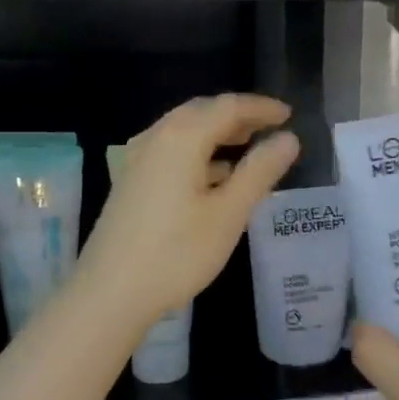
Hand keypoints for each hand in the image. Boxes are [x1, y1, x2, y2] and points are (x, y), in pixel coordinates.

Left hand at [78, 94, 300, 328]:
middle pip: (201, 113)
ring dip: (215, 134)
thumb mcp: (229, 213)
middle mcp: (155, 138)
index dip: (260, 108)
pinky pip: (169, 151)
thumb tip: (288, 139)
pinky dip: (196, 153)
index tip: (288, 115)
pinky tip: (212, 177)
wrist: (110, 292)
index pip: (228, 106)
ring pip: (182, 132)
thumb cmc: (177, 252)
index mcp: (181, 137)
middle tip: (268, 128)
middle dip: (236, 116)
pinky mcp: (129, 182)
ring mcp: (136, 160)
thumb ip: (260, 171)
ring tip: (246, 148)